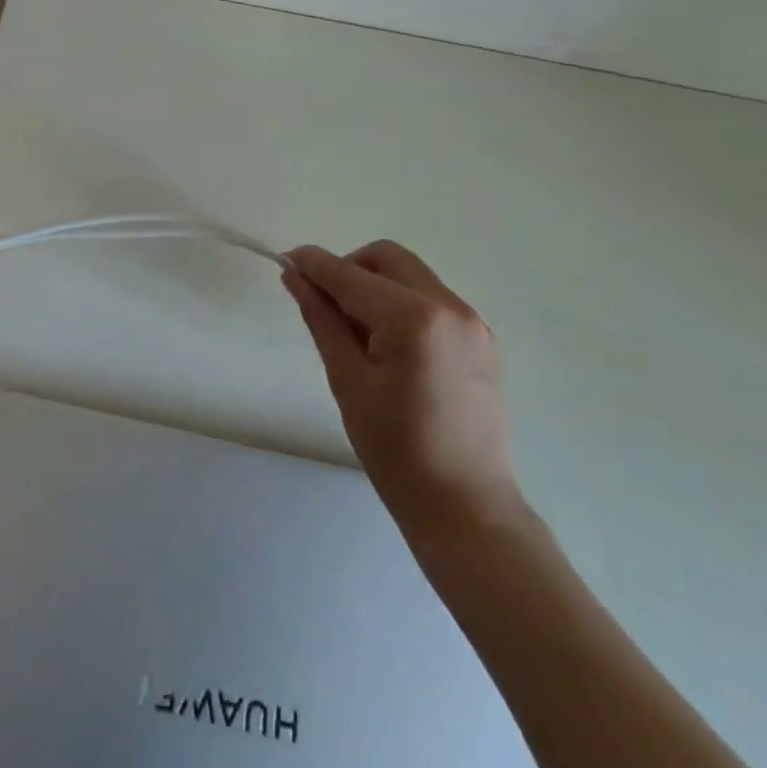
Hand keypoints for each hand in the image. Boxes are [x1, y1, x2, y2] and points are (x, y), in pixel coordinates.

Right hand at [282, 241, 521, 538]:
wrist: (467, 509)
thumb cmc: (396, 451)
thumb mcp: (347, 380)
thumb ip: (321, 318)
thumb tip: (295, 276)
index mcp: (413, 318)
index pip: (349, 274)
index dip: (313, 264)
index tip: (285, 263)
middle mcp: (449, 306)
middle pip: (386, 258)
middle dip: (349, 269)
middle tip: (327, 307)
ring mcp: (472, 322)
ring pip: (410, 275)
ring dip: (376, 286)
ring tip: (360, 336)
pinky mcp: (481, 339)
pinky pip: (431, 299)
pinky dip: (402, 304)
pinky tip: (391, 348)